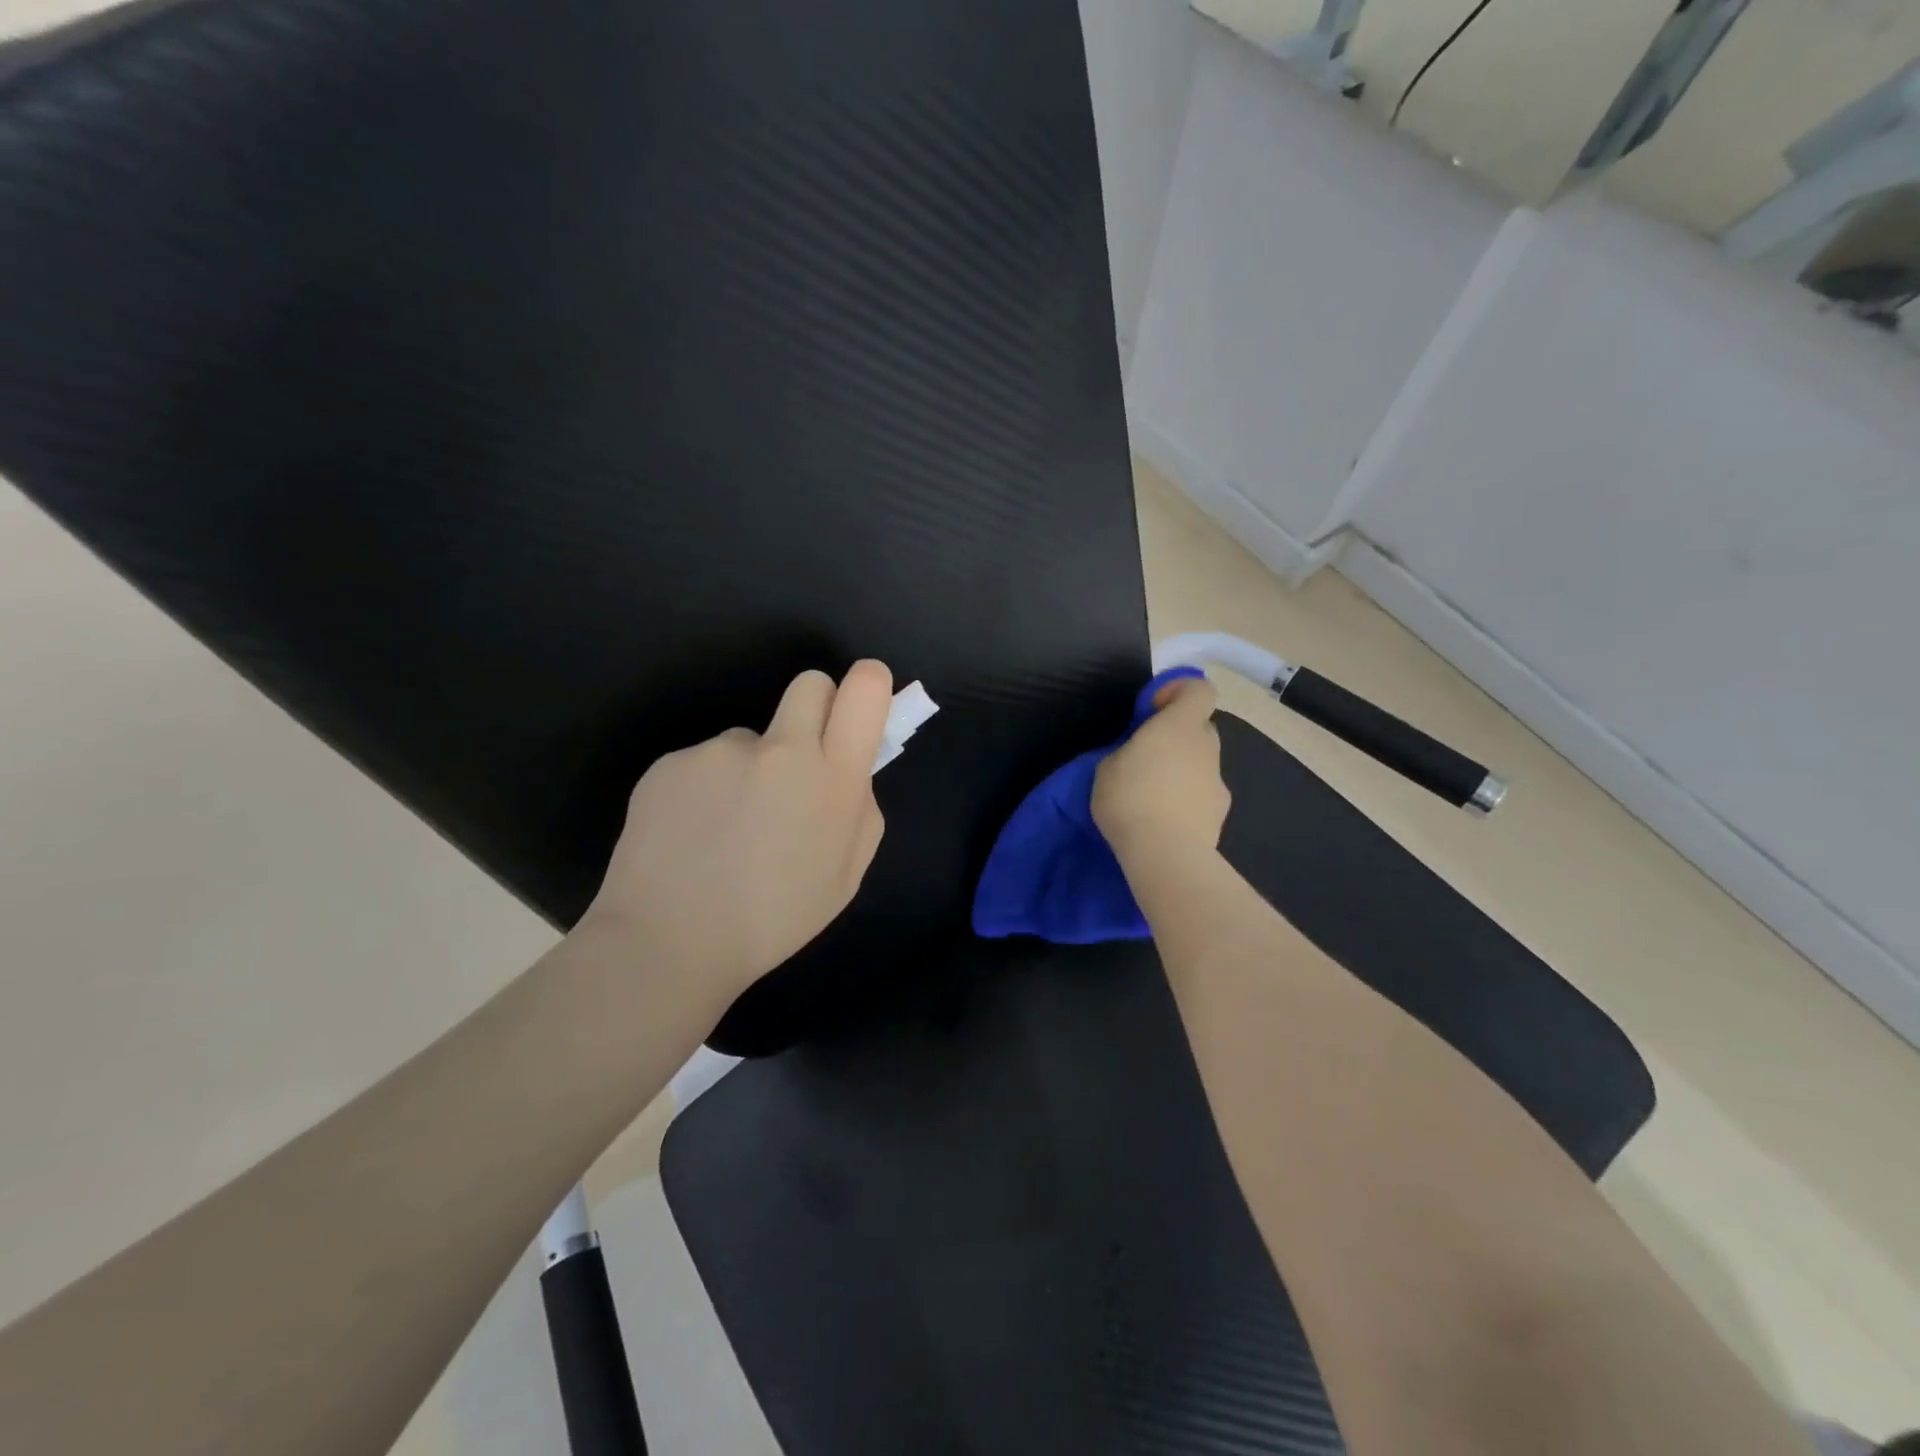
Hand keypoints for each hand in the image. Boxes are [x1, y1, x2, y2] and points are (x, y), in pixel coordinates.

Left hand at [581, 660, 893, 1011]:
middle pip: (810, 684)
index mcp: (833, 779)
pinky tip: (690, 835)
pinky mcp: (671, 761)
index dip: (867, 684)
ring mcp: (720, 751)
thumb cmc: (774, 920)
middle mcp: (781, 750)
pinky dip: (704, 790)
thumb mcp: (846, 877)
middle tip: (796, 764)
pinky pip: (703, 763)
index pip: (864, 689)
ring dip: (748, 768)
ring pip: (749, 739)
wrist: (669, 943)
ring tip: (725, 830)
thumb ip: (860, 810)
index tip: (859, 704)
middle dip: (814, 709)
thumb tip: (849, 772)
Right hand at [1092, 675, 1230, 863]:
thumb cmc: (1130, 799)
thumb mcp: (1107, 767)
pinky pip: (1203, 793)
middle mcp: (1206, 746)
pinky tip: (1166, 819)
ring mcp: (1218, 780)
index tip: (1153, 708)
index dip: (1179, 691)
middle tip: (1147, 755)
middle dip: (1178, 735)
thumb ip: (1128, 750)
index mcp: (1179, 726)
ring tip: (1152, 795)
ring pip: (1202, 762)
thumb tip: (1140, 754)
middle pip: (1200, 727)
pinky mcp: (1221, 812)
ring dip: (1182, 769)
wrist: (1166, 854)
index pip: (1199, 690)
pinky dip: (1188, 799)